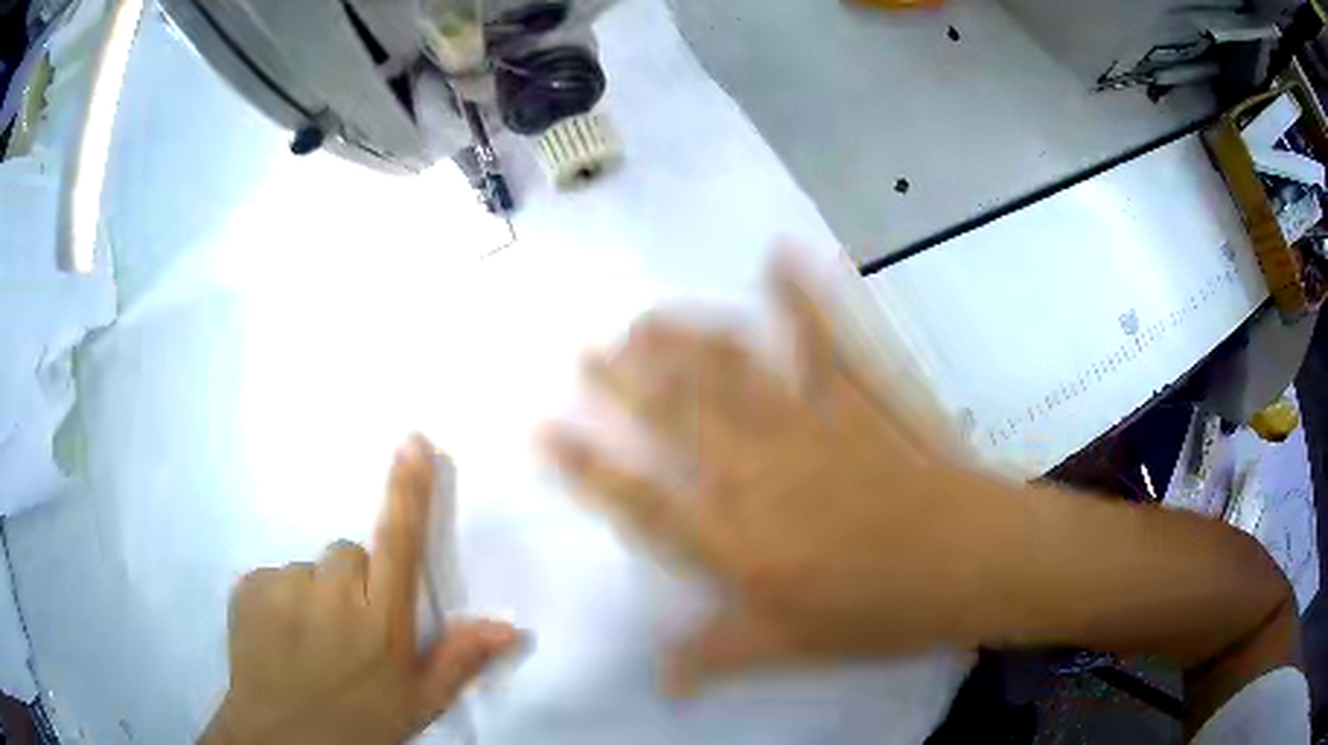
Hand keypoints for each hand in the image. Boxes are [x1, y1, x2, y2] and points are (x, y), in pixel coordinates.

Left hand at [202, 435, 522, 744]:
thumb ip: (460, 659)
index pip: (399, 542)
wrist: (282, 740)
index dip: (407, 491)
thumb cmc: (359, 723)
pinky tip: (282, 637)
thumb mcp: (418, 703)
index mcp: (381, 621)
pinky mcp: (249, 587)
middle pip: (348, 554)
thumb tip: (509, 625)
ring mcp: (284, 586)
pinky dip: (281, 599)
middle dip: (355, 581)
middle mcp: (332, 592)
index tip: (414, 442)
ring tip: (312, 642)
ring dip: (316, 594)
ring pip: (310, 569)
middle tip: (351, 631)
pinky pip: (274, 577)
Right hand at [544, 252, 1000, 691]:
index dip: (585, 465)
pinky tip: (779, 254)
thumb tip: (660, 683)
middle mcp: (759, 472)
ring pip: (731, 371)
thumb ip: (718, 655)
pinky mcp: (860, 396)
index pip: (641, 499)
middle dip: (623, 384)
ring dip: (685, 339)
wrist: (971, 563)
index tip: (544, 428)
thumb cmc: (882, 613)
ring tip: (646, 318)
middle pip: (676, 418)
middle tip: (586, 352)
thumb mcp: (793, 648)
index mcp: (737, 541)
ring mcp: (810, 424)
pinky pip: (824, 338)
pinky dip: (802, 294)